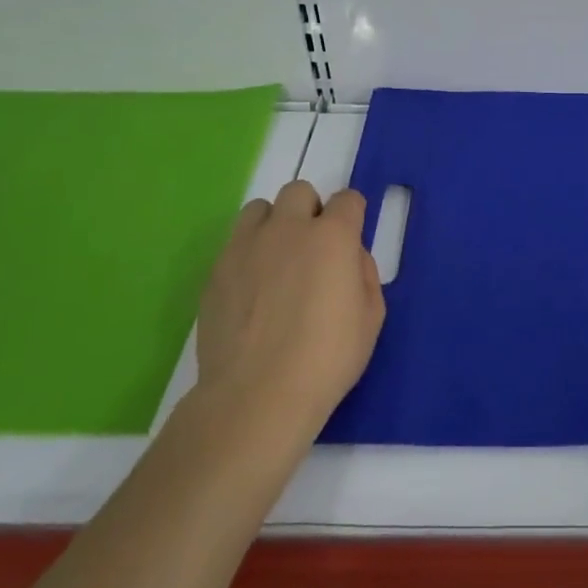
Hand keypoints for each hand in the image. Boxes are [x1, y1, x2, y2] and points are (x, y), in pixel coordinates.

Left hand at [193, 180, 385, 445]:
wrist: (256, 396)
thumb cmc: (327, 359)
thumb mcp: (371, 317)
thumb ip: (364, 273)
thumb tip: (349, 257)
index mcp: (332, 236)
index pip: (348, 199)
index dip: (352, 216)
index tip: (349, 240)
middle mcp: (289, 229)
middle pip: (300, 191)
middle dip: (310, 211)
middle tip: (312, 249)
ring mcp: (246, 246)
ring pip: (260, 209)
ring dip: (274, 224)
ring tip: (276, 261)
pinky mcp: (216, 270)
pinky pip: (234, 243)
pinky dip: (248, 253)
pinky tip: (252, 290)